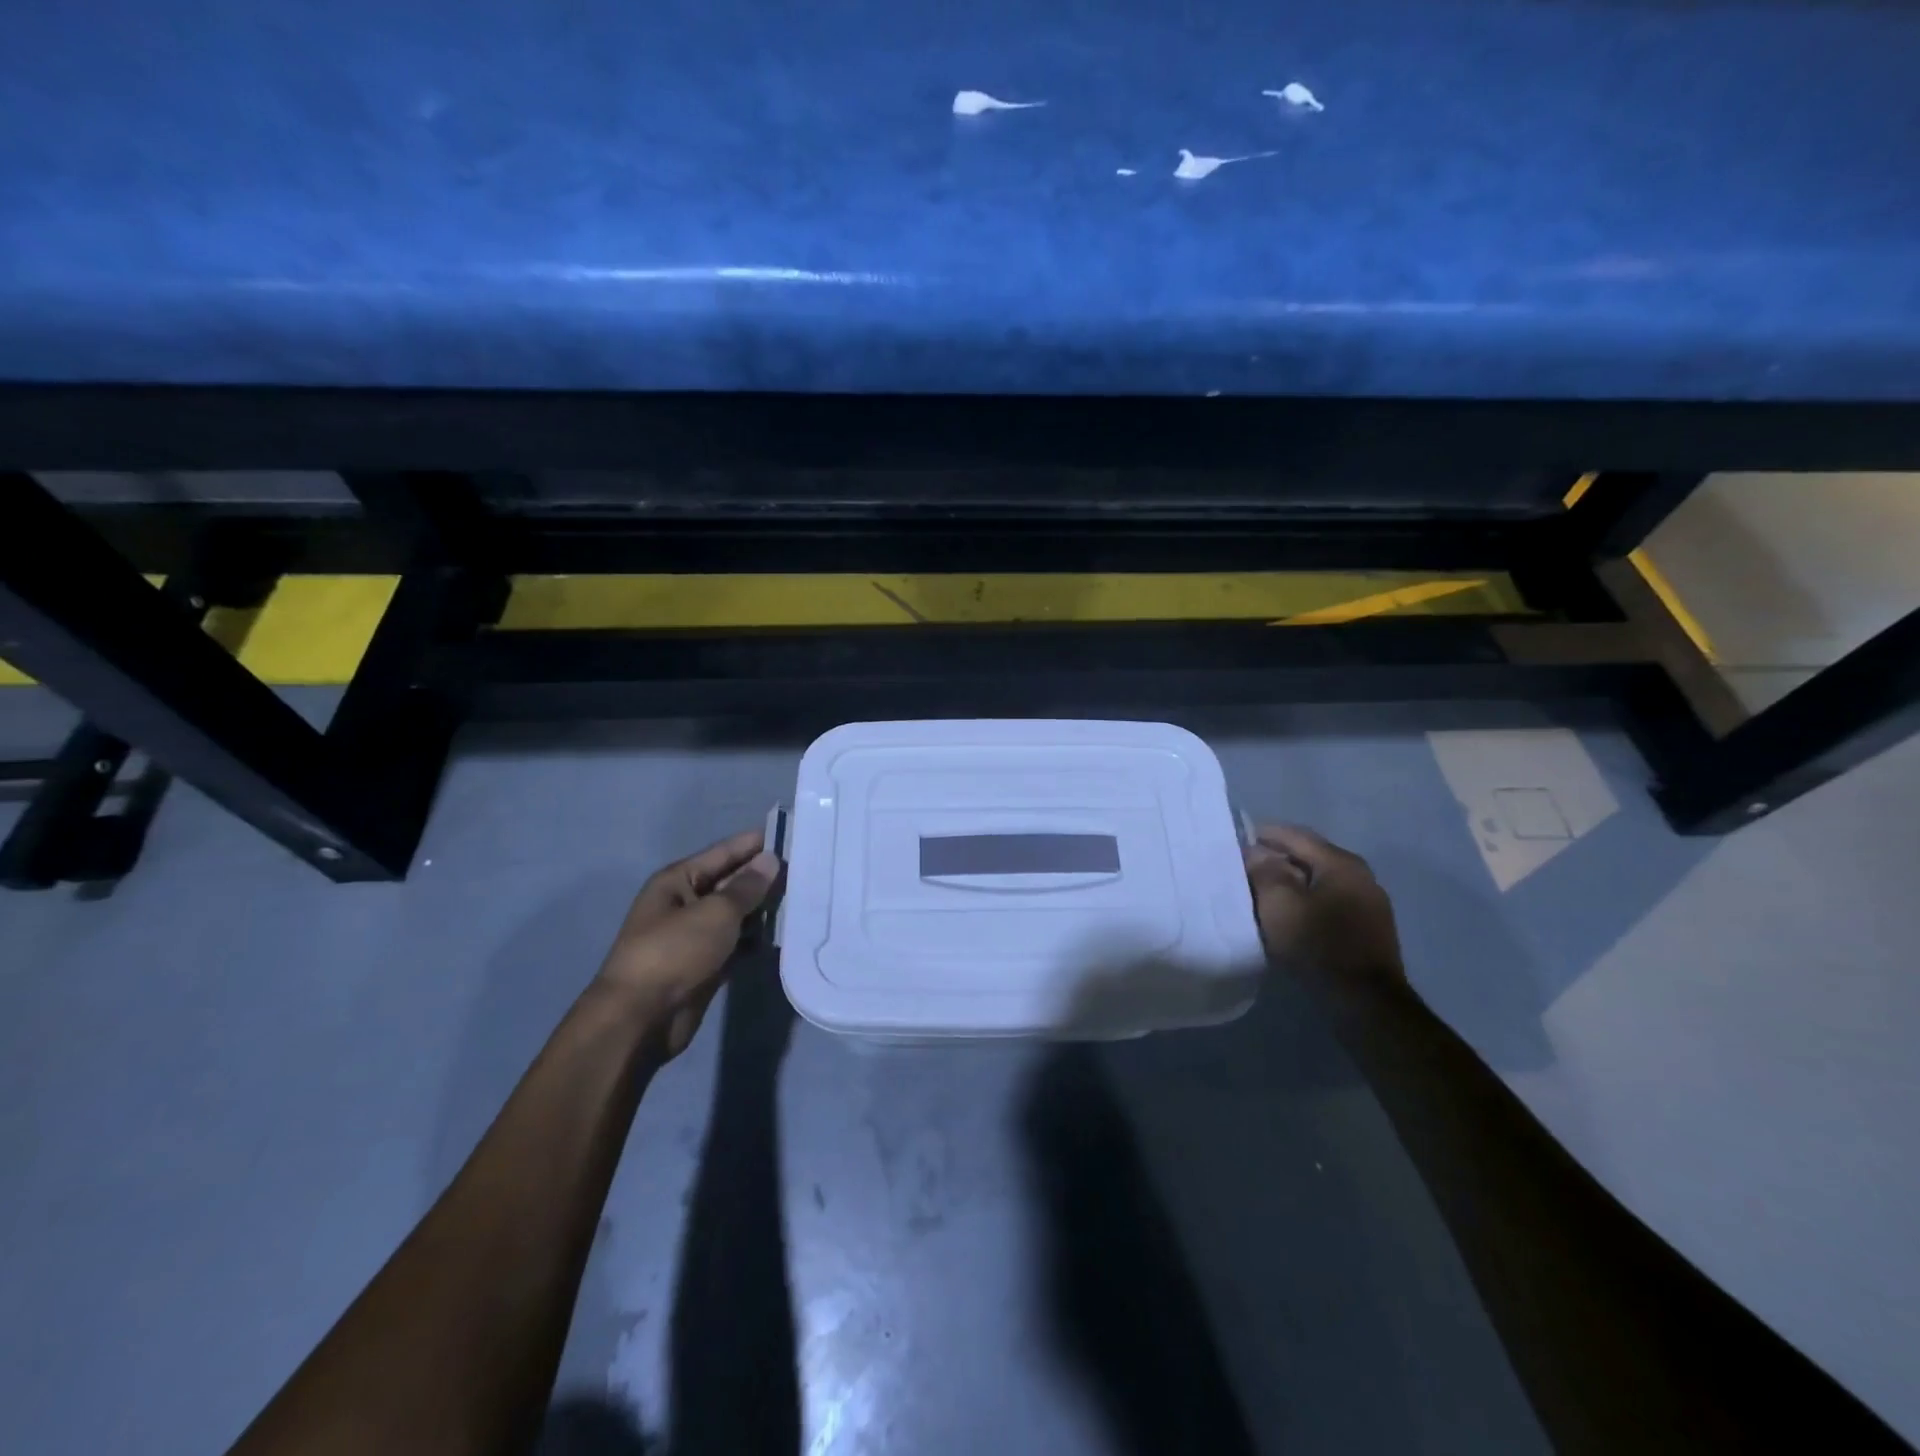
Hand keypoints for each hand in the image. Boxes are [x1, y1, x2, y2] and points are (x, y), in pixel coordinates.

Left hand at [595, 829, 781, 1058]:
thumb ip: (747, 887)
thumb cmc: (675, 951)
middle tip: (805, 869)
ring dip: (763, 911)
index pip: (722, 853)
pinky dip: (756, 941)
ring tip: (803, 900)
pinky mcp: (705, 966)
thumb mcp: (716, 912)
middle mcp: (684, 904)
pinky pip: (736, 944)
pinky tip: (785, 936)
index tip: (787, 832)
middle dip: (763, 878)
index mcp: (677, 881)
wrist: (641, 1018)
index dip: (752, 843)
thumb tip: (770, 860)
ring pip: (736, 916)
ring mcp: (694, 937)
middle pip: (730, 884)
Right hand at [1244, 824, 1405, 994]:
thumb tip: (1256, 852)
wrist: (1364, 1002)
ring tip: (1264, 891)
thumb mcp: (1279, 904)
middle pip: (1310, 856)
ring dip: (1292, 881)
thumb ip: (1264, 871)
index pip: (1296, 836)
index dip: (1265, 834)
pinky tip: (1290, 914)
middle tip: (1247, 866)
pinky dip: (1307, 900)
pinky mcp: (1369, 928)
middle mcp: (1361, 876)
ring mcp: (1369, 903)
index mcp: (1341, 863)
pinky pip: (1330, 901)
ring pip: (1320, 880)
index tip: (1239, 838)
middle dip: (1278, 858)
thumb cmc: (1318, 945)